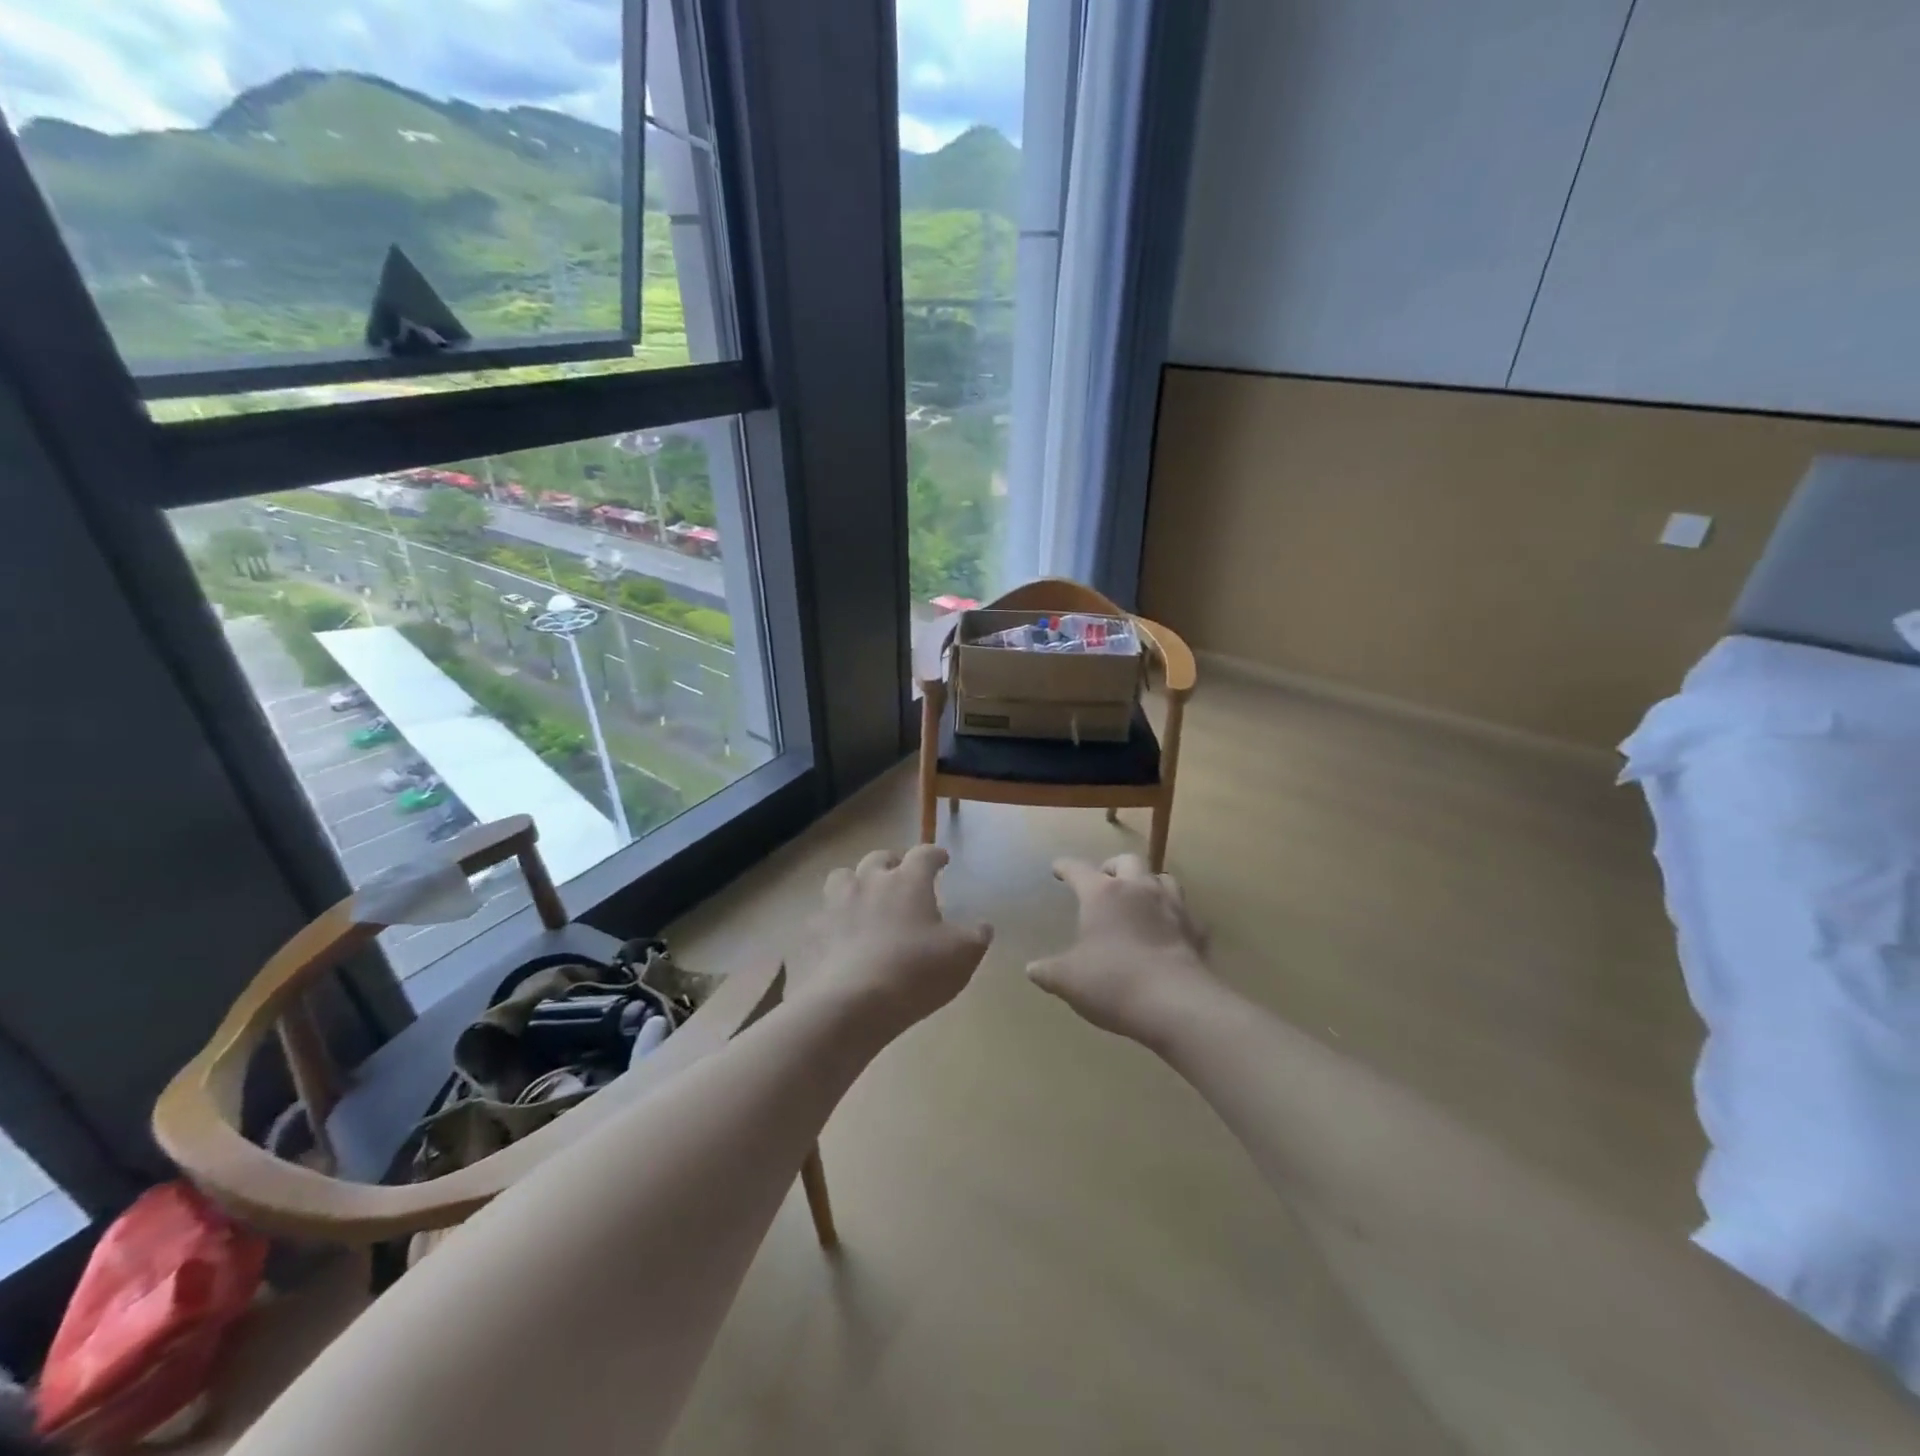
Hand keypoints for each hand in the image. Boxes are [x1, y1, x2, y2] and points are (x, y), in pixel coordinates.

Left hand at [795, 846, 992, 1036]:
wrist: (851, 1003)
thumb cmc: (915, 972)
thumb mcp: (962, 956)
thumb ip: (976, 936)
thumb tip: (983, 925)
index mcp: (908, 881)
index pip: (924, 855)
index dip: (935, 855)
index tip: (942, 860)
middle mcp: (870, 882)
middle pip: (879, 858)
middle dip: (892, 862)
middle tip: (901, 876)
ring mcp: (836, 904)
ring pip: (843, 877)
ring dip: (855, 882)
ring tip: (863, 899)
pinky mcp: (813, 931)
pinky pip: (822, 916)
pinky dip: (832, 921)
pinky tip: (838, 937)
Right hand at [1027, 855, 1214, 1042]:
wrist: (1175, 1003)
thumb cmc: (1112, 982)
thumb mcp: (1068, 980)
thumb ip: (1048, 971)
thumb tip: (1032, 969)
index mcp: (1102, 894)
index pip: (1077, 869)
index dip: (1065, 867)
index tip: (1058, 868)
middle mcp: (1138, 889)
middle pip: (1126, 861)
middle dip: (1112, 867)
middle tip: (1104, 880)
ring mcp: (1172, 906)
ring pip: (1162, 878)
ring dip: (1148, 884)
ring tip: (1140, 899)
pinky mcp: (1196, 930)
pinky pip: (1185, 913)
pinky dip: (1174, 917)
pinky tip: (1169, 932)